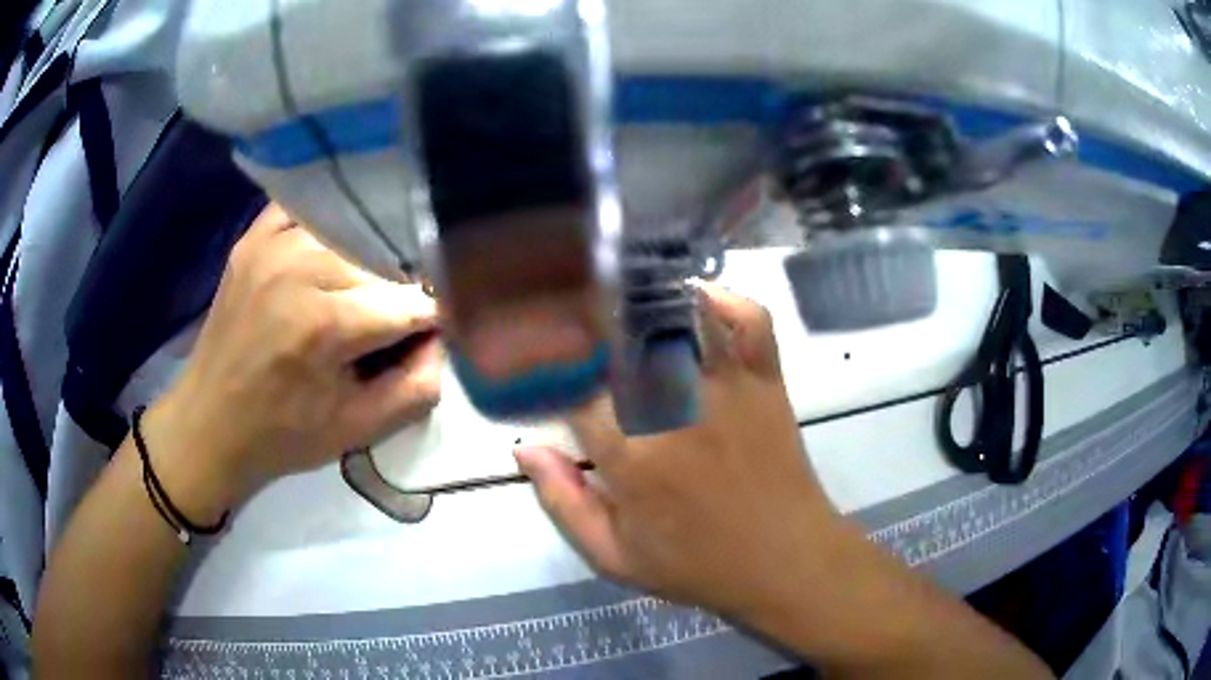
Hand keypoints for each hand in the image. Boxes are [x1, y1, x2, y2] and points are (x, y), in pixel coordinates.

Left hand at [145, 205, 443, 519]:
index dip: (432, 319)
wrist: (210, 423)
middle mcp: (298, 267)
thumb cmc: (284, 434)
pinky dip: (327, 226)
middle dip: (397, 291)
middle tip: (391, 322)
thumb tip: (448, 338)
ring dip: (365, 259)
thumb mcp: (358, 429)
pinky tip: (332, 249)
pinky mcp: (253, 236)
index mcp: (324, 324)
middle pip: (380, 262)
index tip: (435, 333)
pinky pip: (307, 210)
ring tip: (362, 288)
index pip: (410, 302)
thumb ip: (417, 387)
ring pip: (350, 231)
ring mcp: (271, 243)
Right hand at [515, 285, 838, 621]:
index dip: (548, 372)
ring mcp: (727, 386)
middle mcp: (675, 406)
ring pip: (680, 316)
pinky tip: (696, 305)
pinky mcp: (766, 379)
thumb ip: (563, 502)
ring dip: (646, 304)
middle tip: (575, 331)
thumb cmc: (697, 566)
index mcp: (630, 454)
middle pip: (620, 335)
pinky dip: (723, 301)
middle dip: (587, 324)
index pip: (571, 386)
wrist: (785, 561)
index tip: (539, 371)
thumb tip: (525, 449)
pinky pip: (749, 319)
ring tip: (625, 303)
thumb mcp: (614, 555)